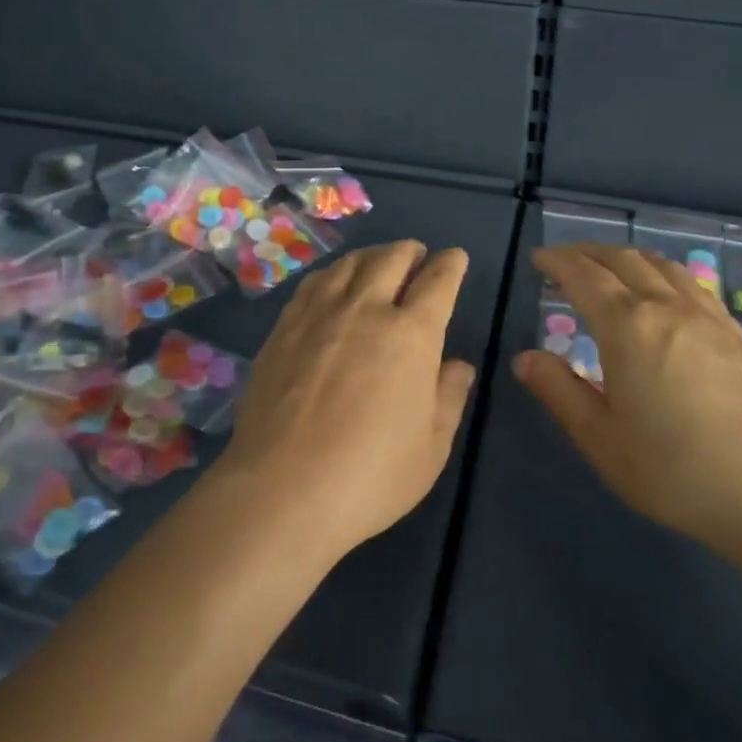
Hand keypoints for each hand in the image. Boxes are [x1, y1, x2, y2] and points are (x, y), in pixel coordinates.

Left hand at [210, 241, 475, 559]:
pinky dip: (335, 273)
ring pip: (351, 263)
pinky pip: (315, 281)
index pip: (438, 280)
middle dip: (411, 251)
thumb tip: (458, 365)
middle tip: (417, 257)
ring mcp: (321, 313)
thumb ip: (449, 397)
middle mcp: (367, 309)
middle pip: (392, 258)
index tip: (454, 258)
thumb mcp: (431, 448)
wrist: (283, 490)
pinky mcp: (286, 326)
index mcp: (412, 334)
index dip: (451, 264)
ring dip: (372, 256)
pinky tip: (334, 284)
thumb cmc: (370, 476)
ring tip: (378, 263)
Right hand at [513, 244, 741, 561]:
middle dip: (587, 252)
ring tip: (607, 265)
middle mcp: (666, 307)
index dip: (558, 262)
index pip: (584, 276)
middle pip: (621, 259)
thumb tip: (524, 358)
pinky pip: (690, 282)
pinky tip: (663, 289)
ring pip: (659, 264)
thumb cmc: (675, 471)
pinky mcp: (733, 333)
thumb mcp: (601, 440)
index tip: (538, 260)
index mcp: (627, 327)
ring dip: (625, 256)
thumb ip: (559, 392)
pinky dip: (661, 271)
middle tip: (563, 259)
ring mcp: (706, 316)